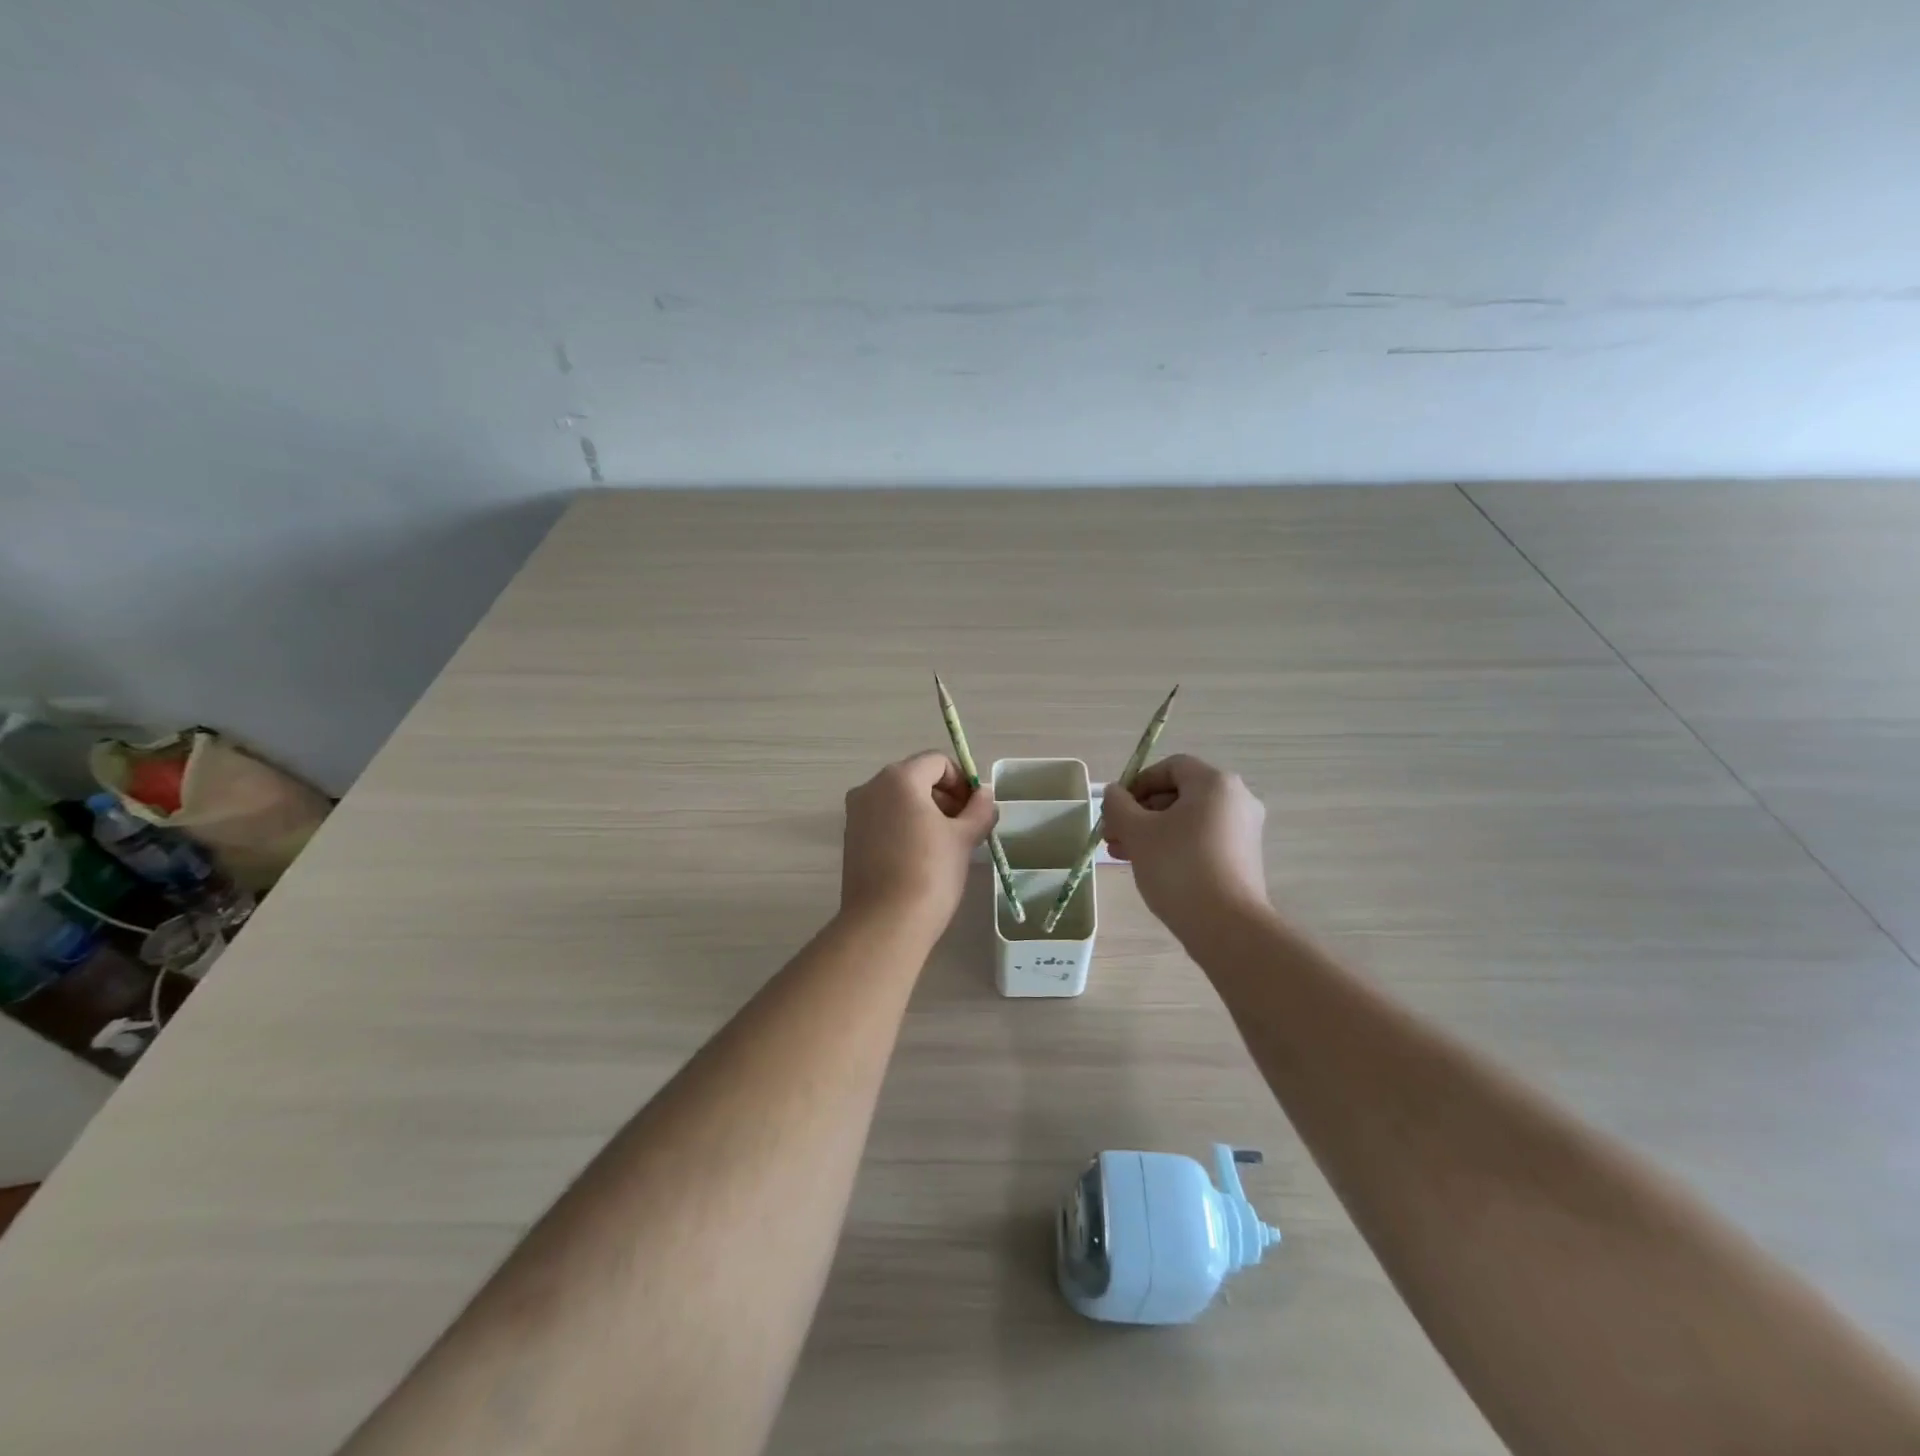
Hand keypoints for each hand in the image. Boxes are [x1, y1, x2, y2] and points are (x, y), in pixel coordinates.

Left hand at [841, 752, 994, 926]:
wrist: (885, 923)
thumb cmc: (930, 873)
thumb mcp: (964, 838)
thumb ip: (979, 810)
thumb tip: (984, 794)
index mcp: (899, 778)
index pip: (937, 762)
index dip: (962, 781)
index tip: (976, 809)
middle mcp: (871, 788)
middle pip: (916, 777)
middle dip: (944, 796)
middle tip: (966, 827)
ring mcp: (856, 814)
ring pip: (898, 800)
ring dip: (926, 812)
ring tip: (946, 845)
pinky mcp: (850, 839)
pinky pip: (884, 820)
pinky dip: (905, 827)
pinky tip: (921, 857)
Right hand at [1102, 754, 1268, 930]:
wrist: (1227, 926)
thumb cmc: (1178, 867)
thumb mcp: (1138, 832)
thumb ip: (1118, 805)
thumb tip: (1113, 793)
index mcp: (1215, 783)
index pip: (1170, 767)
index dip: (1138, 782)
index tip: (1115, 807)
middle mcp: (1236, 800)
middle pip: (1178, 794)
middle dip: (1140, 812)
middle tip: (1112, 834)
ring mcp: (1243, 831)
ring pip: (1187, 820)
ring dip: (1151, 831)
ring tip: (1121, 853)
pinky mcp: (1243, 859)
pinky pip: (1201, 840)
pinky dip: (1174, 845)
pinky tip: (1148, 866)